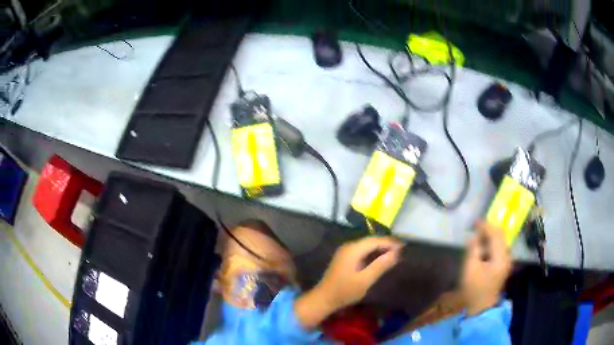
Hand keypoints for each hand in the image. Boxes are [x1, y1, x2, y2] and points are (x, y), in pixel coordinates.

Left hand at [295, 237, 402, 328]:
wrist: (324, 299)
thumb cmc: (345, 291)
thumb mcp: (365, 280)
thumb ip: (380, 265)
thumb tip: (396, 253)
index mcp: (353, 249)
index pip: (375, 240)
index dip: (390, 242)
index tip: (404, 247)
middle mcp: (348, 246)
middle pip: (371, 241)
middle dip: (386, 244)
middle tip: (402, 250)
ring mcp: (345, 252)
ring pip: (366, 245)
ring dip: (380, 248)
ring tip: (395, 253)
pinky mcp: (345, 258)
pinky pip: (362, 250)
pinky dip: (373, 253)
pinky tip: (381, 259)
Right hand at [461, 220, 511, 315]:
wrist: (481, 307)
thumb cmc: (475, 288)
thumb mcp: (470, 269)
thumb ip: (473, 250)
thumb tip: (474, 237)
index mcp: (500, 256)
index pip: (496, 234)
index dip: (485, 226)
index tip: (474, 222)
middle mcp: (506, 256)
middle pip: (500, 236)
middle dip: (488, 230)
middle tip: (476, 228)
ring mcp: (506, 262)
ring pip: (500, 242)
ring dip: (490, 237)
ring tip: (478, 237)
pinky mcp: (502, 266)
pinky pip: (499, 249)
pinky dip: (491, 245)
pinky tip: (482, 248)